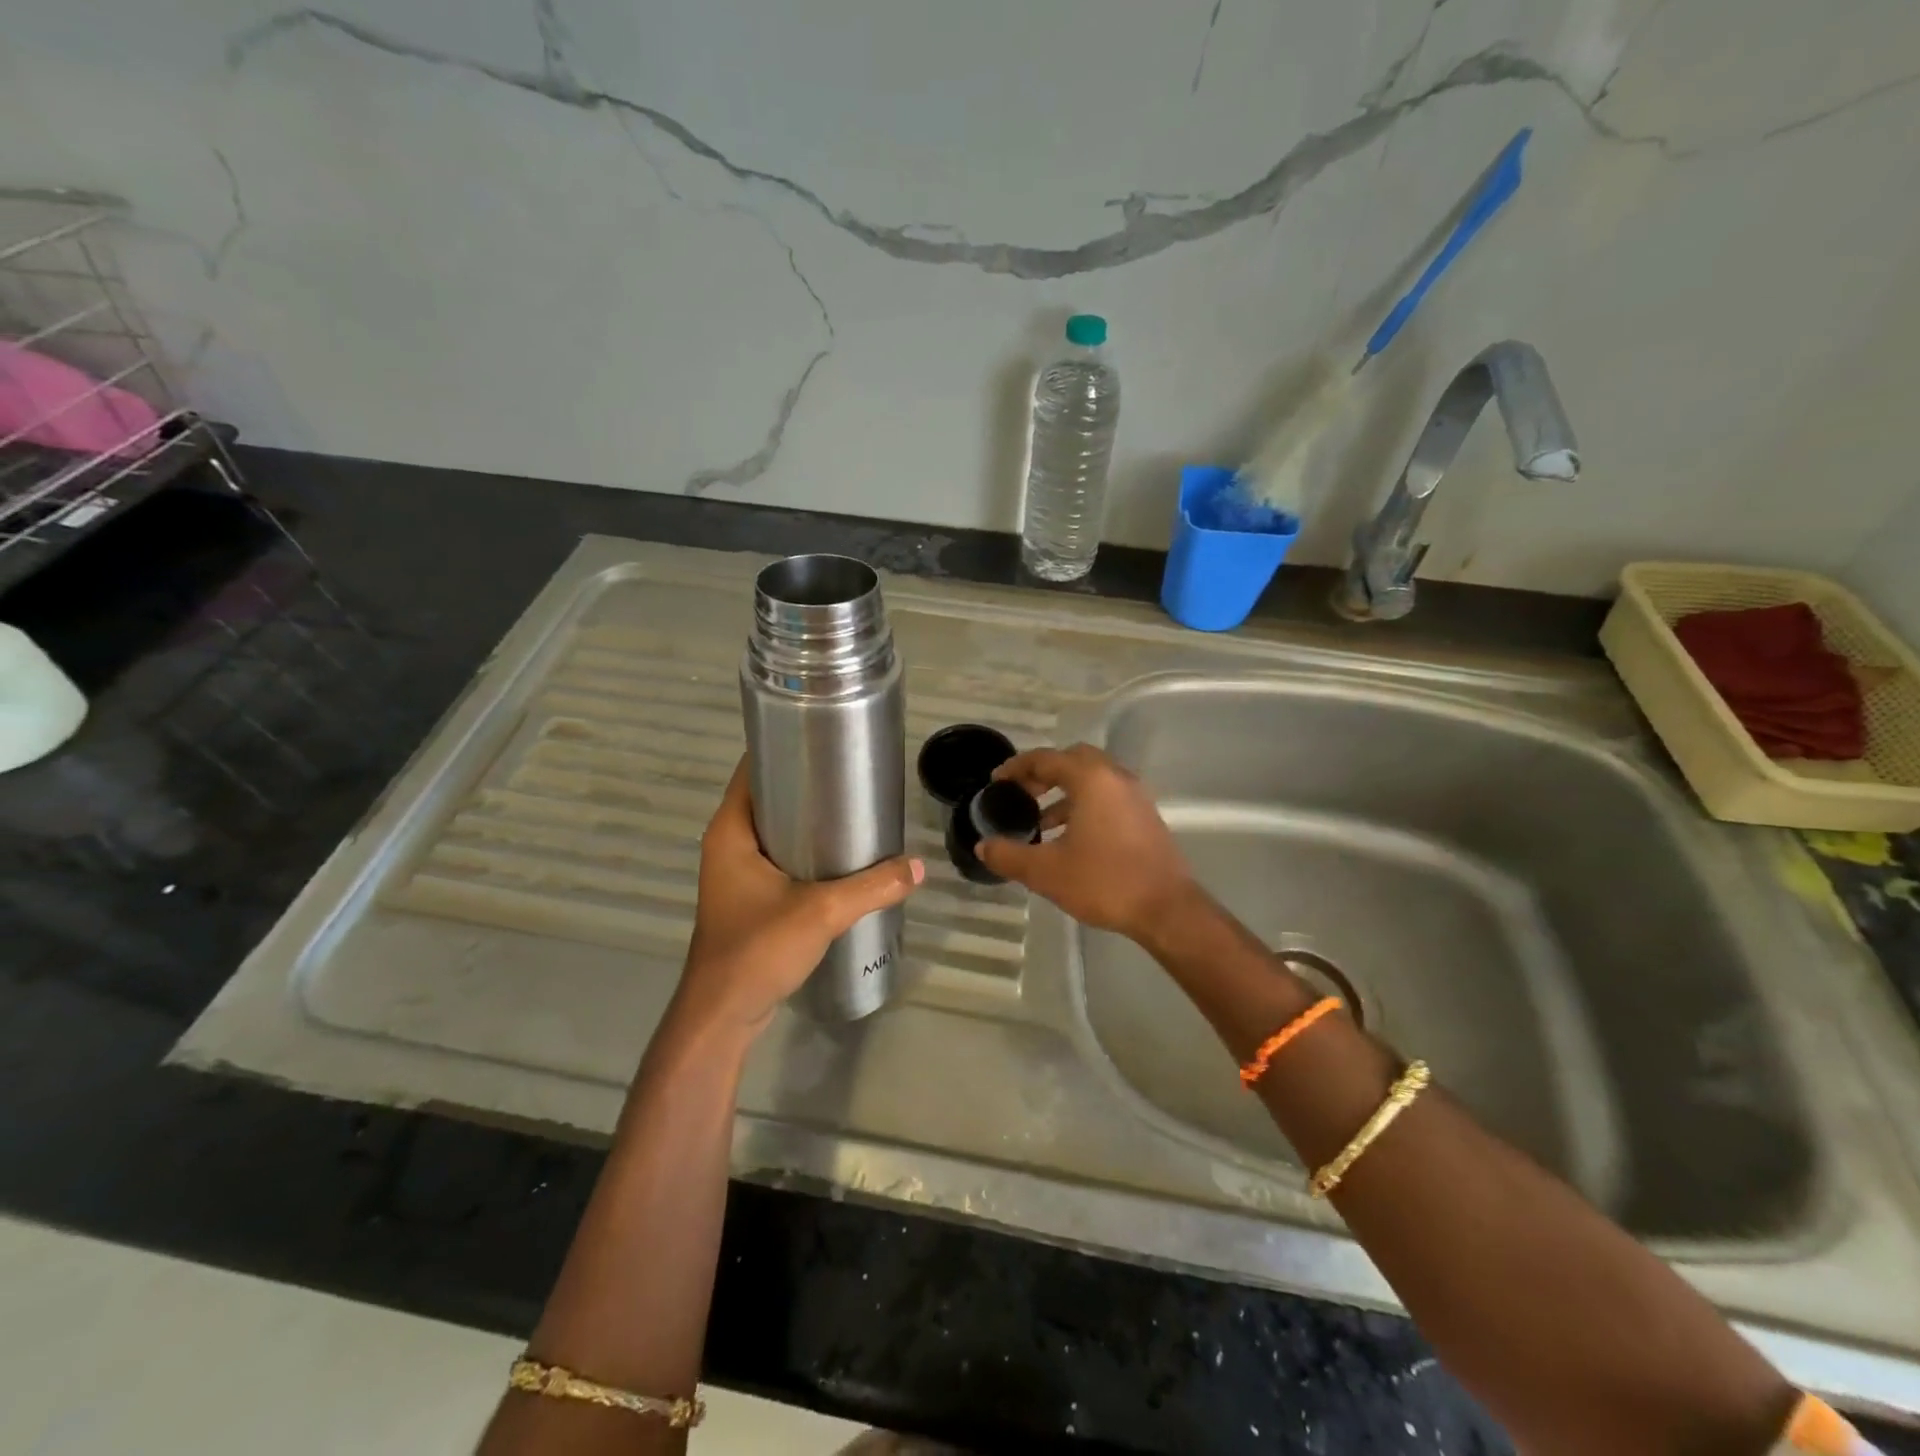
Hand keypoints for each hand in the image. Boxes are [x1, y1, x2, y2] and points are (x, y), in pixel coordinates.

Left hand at [678, 758, 922, 1034]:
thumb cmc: (757, 950)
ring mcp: (737, 874)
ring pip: (775, 831)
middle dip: (807, 785)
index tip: (825, 738)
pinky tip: (842, 857)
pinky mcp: (750, 899)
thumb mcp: (821, 912)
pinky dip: (806, 851)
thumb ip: (872, 886)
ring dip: (808, 821)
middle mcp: (728, 845)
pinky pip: (780, 859)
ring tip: (854, 810)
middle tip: (852, 775)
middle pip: (767, 798)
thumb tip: (919, 866)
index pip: (751, 770)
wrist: (724, 1015)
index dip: (783, 748)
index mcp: (730, 832)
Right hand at [977, 744, 1197, 942]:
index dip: (1016, 767)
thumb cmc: (1104, 881)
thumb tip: (983, 846)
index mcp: (1091, 779)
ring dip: (1063, 792)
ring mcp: (1135, 796)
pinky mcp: (1145, 816)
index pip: (1046, 758)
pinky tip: (1069, 838)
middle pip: (1072, 760)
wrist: (1167, 909)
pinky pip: (1107, 796)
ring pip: (1092, 779)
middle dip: (1043, 774)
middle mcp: (1115, 777)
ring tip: (1039, 822)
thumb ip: (1009, 855)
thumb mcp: (1046, 872)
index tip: (996, 781)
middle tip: (1020, 794)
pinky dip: (1084, 805)